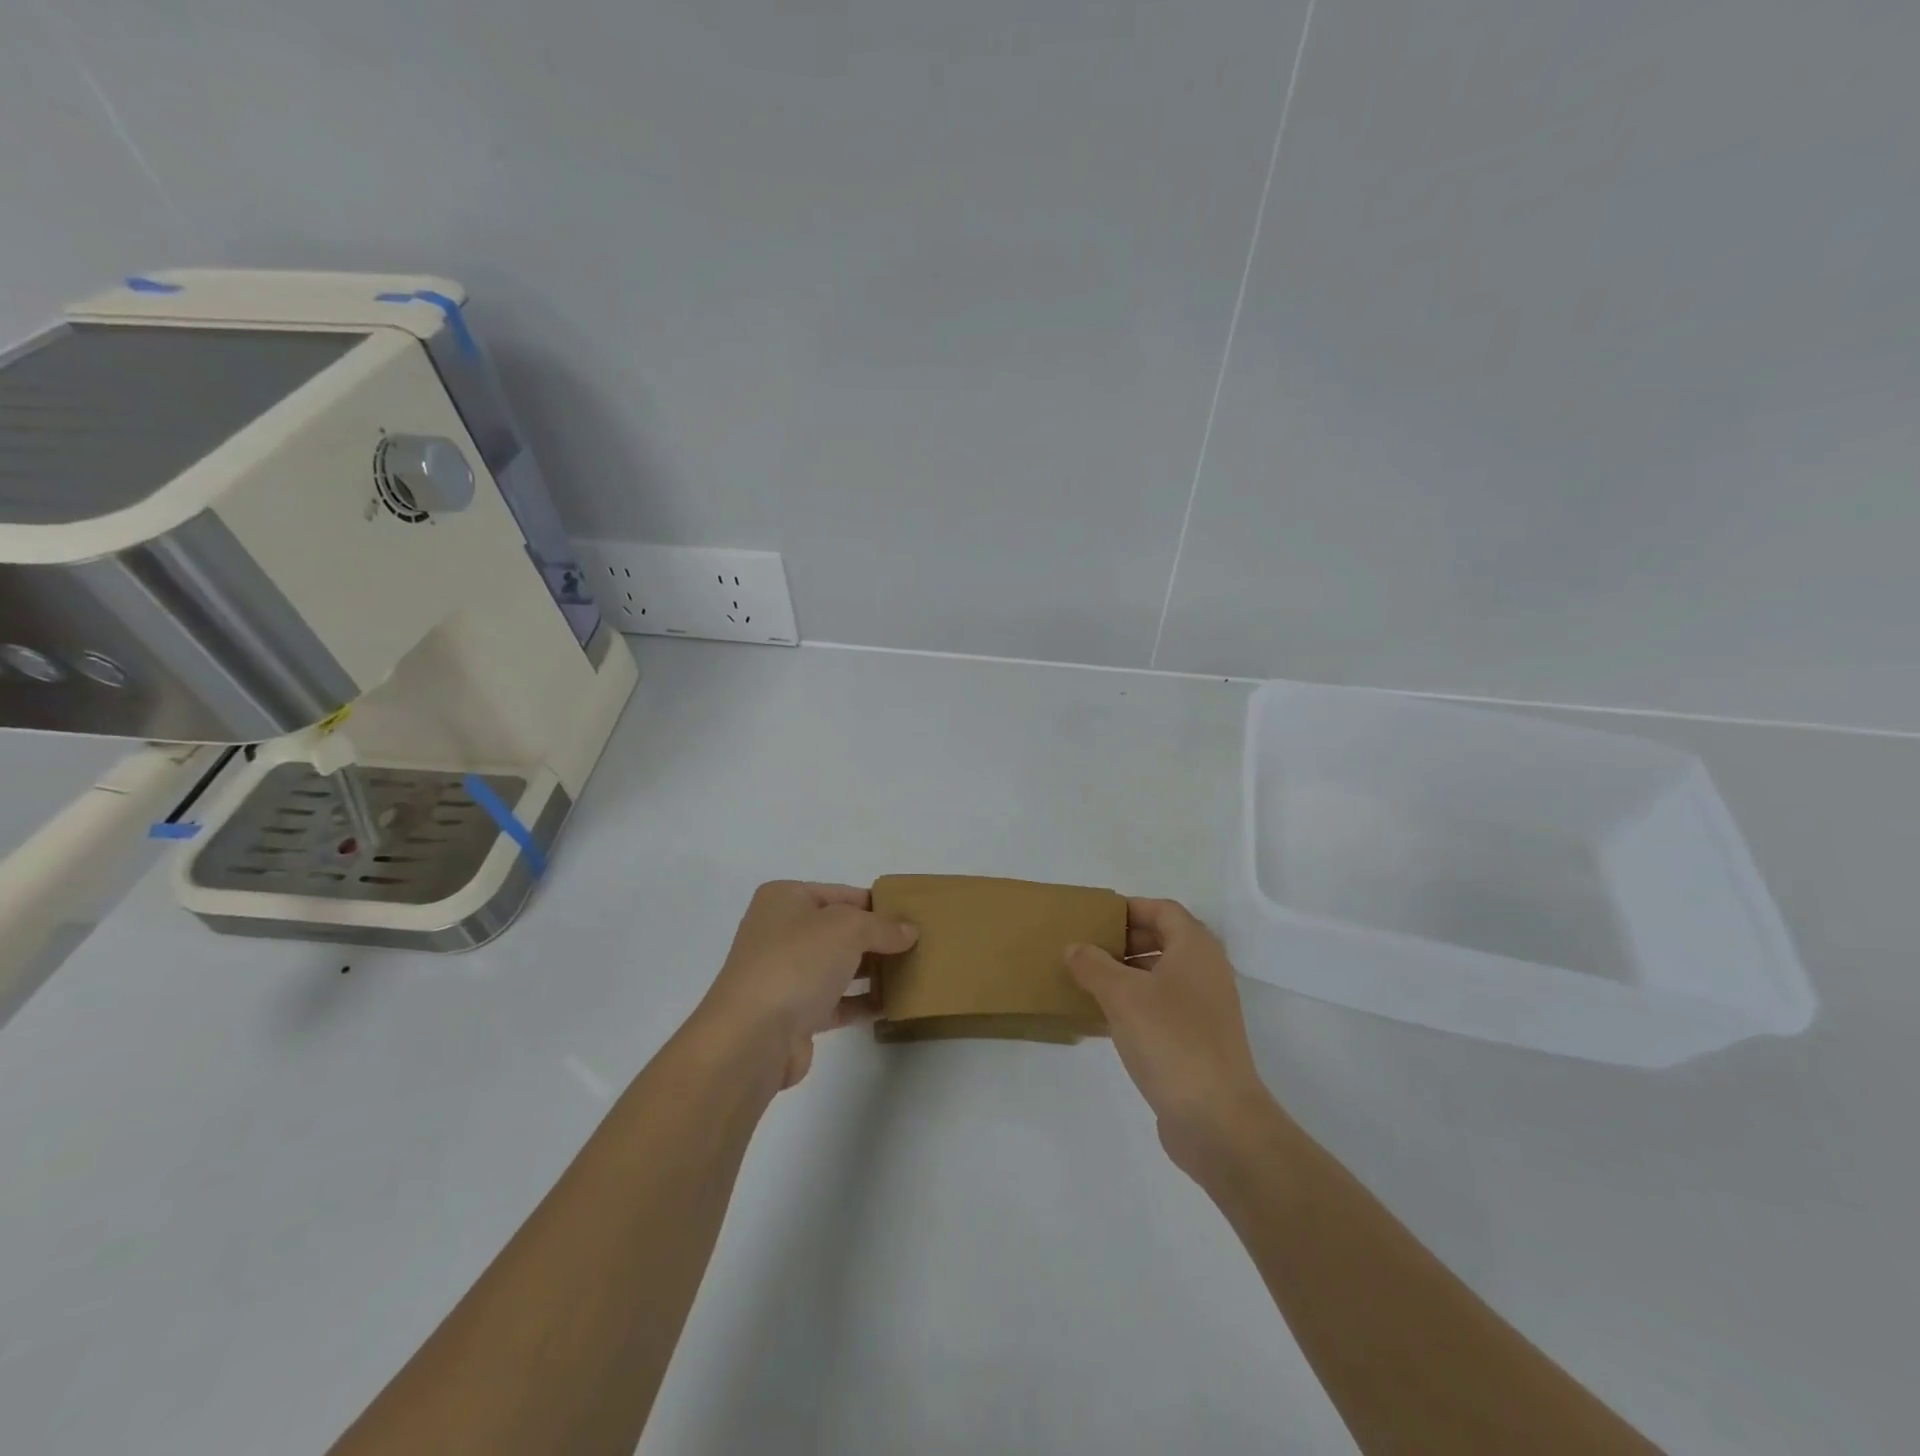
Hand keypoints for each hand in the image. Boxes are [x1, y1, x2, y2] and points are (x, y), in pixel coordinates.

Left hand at [695, 881, 917, 1091]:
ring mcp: (786, 974)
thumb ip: (883, 927)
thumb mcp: (848, 928)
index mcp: (785, 899)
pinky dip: (862, 1002)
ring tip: (914, 972)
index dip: (877, 903)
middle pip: (840, 930)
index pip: (841, 893)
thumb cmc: (797, 962)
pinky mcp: (795, 1014)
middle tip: (919, 944)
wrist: (752, 1037)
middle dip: (878, 938)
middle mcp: (781, 932)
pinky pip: (837, 1001)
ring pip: (839, 966)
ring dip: (873, 970)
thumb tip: (910, 931)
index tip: (912, 915)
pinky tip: (894, 1004)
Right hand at [1065, 898, 1275, 1178]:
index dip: (1130, 908)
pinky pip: (1161, 1010)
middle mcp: (1205, 972)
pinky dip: (1134, 1006)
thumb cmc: (1170, 1040)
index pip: (1163, 910)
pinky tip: (1102, 1021)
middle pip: (1164, 940)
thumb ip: (1093, 965)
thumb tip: (1075, 947)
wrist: (1217, 1119)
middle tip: (1087, 949)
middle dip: (1124, 941)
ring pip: (1161, 977)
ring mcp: (1205, 1010)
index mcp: (1195, 949)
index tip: (1095, 918)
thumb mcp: (1122, 994)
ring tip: (1087, 982)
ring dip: (1126, 975)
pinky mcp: (1198, 1042)